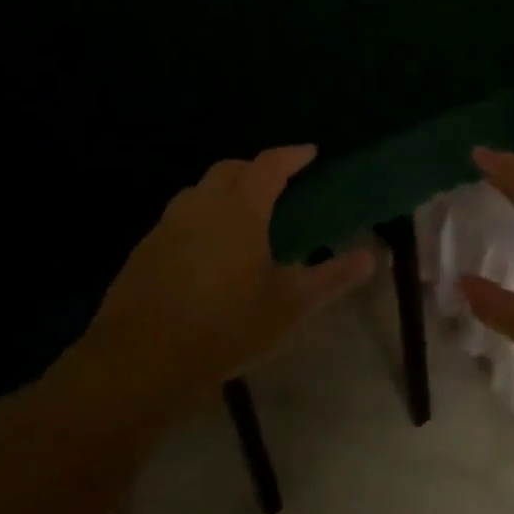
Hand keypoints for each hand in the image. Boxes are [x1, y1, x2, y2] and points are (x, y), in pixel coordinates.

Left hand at [82, 146, 373, 397]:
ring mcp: (166, 227)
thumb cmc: (227, 325)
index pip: (269, 165)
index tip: (310, 152)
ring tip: (245, 215)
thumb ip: (332, 276)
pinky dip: (201, 219)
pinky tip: (210, 251)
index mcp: (240, 209)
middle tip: (278, 183)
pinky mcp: (143, 251)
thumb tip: (371, 257)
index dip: (292, 155)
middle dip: (255, 168)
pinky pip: (179, 219)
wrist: (142, 361)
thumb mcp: (291, 305)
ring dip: (224, 191)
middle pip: (229, 169)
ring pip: (199, 192)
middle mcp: (200, 205)